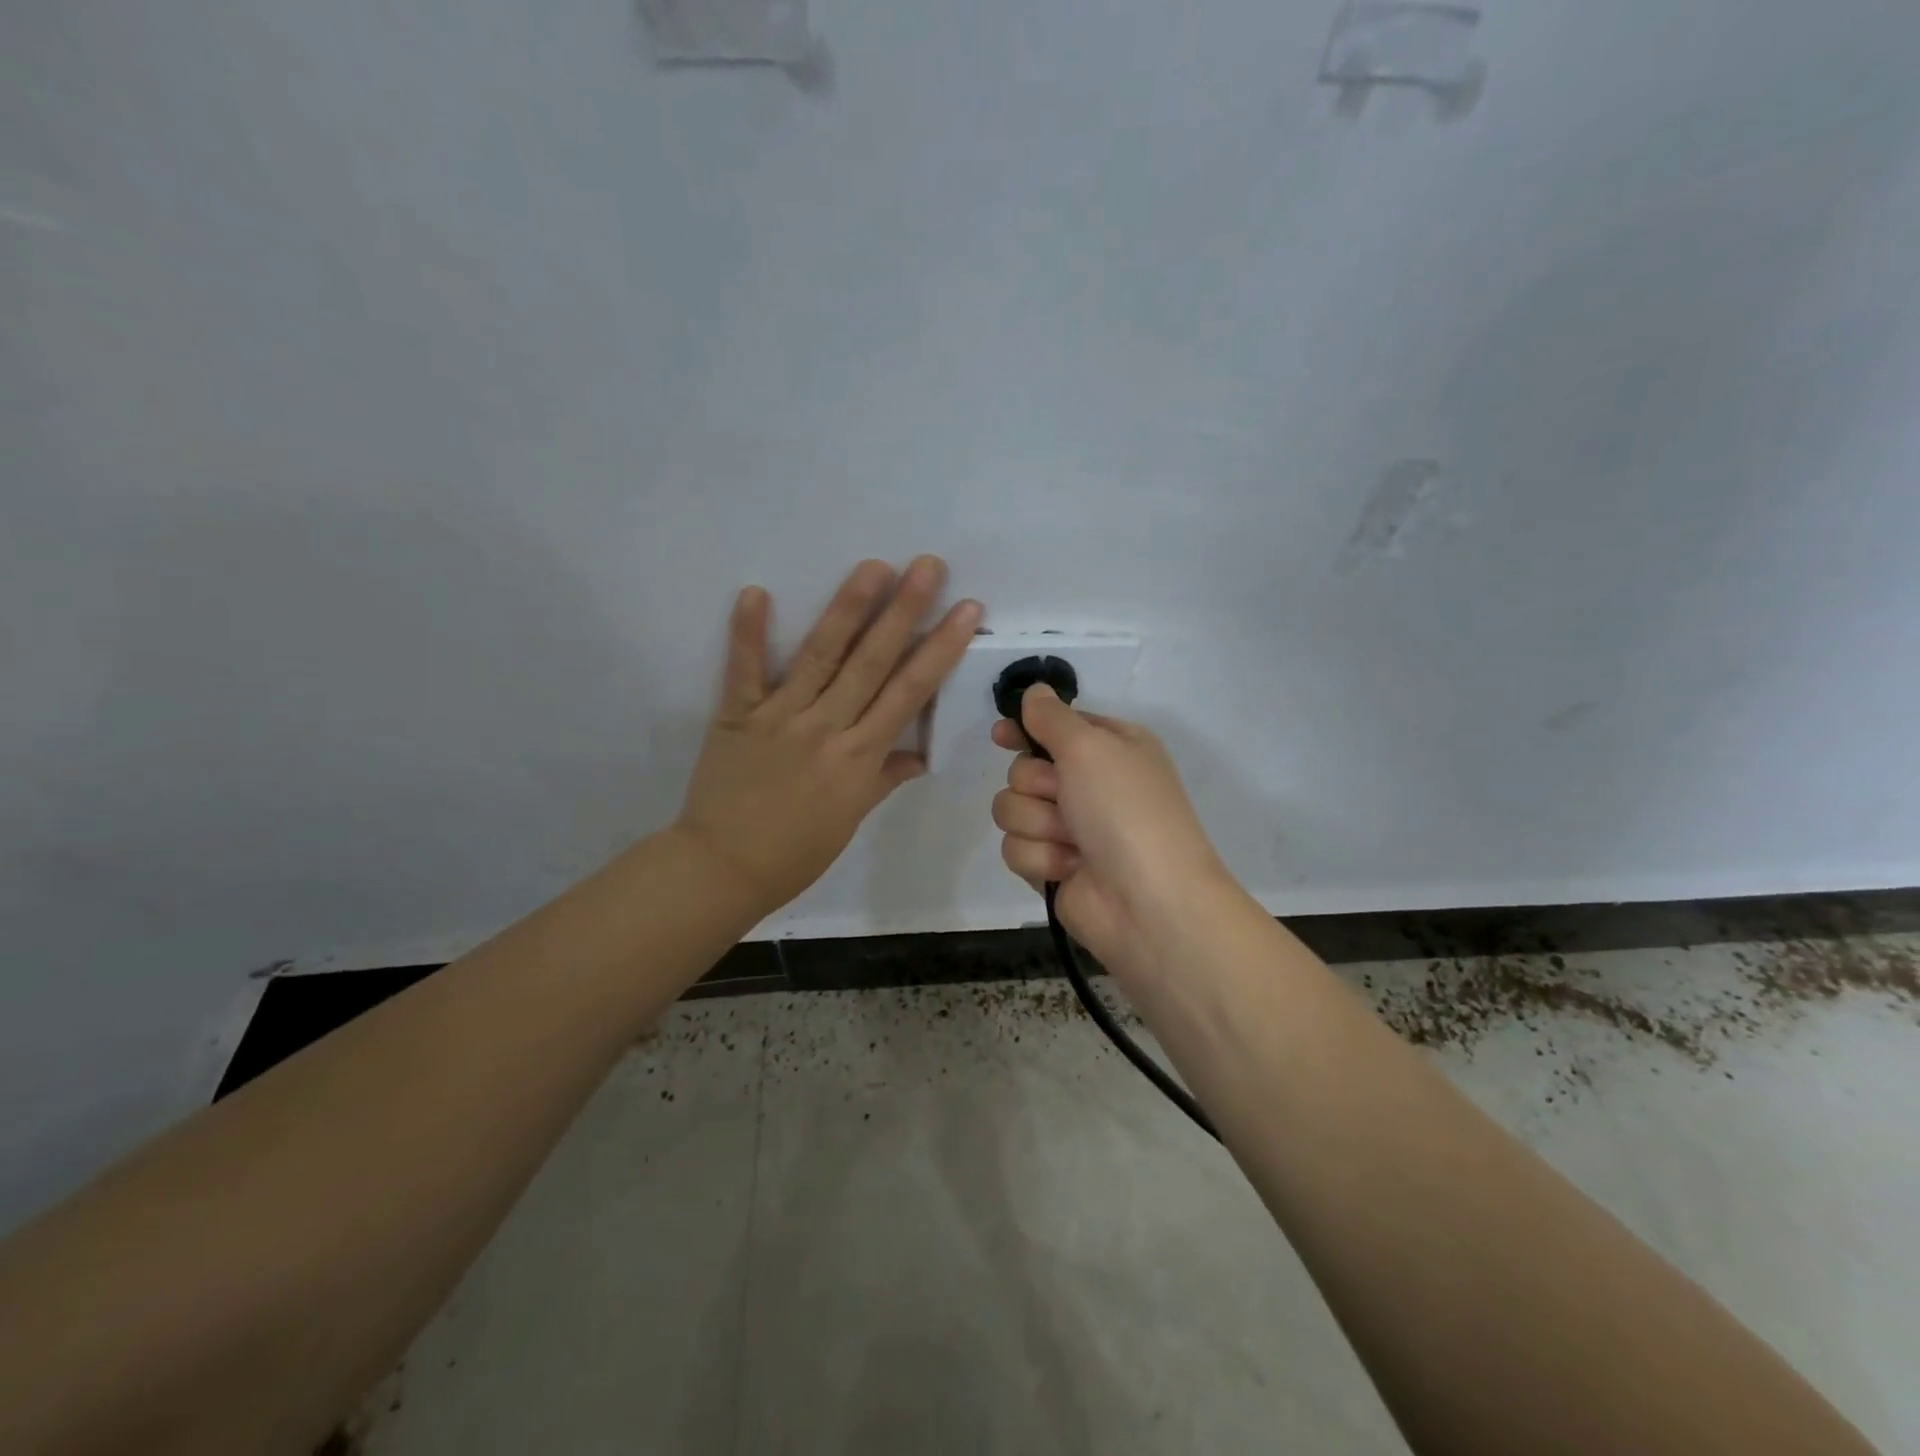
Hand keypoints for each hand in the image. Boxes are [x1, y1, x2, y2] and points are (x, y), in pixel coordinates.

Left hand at [675, 556, 980, 918]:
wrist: (723, 869)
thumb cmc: (796, 852)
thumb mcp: (851, 819)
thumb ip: (883, 778)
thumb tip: (919, 757)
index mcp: (859, 757)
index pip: (909, 693)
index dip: (941, 648)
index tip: (966, 610)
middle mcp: (826, 728)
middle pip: (872, 662)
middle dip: (904, 611)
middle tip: (927, 565)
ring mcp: (779, 717)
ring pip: (820, 655)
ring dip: (848, 608)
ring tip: (873, 566)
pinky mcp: (736, 716)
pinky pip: (743, 670)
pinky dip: (748, 633)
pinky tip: (756, 591)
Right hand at [991, 687, 1237, 976]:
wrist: (1148, 901)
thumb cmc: (1126, 809)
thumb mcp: (1091, 746)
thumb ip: (1052, 717)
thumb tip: (1034, 691)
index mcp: (1110, 748)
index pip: (1054, 726)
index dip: (1026, 729)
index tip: (1001, 735)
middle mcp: (1089, 784)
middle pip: (1023, 768)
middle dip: (1036, 784)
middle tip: (1064, 797)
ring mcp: (1070, 828)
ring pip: (1012, 809)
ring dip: (1037, 823)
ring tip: (1071, 841)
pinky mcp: (1052, 866)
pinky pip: (1015, 848)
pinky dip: (1039, 857)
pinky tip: (1068, 868)